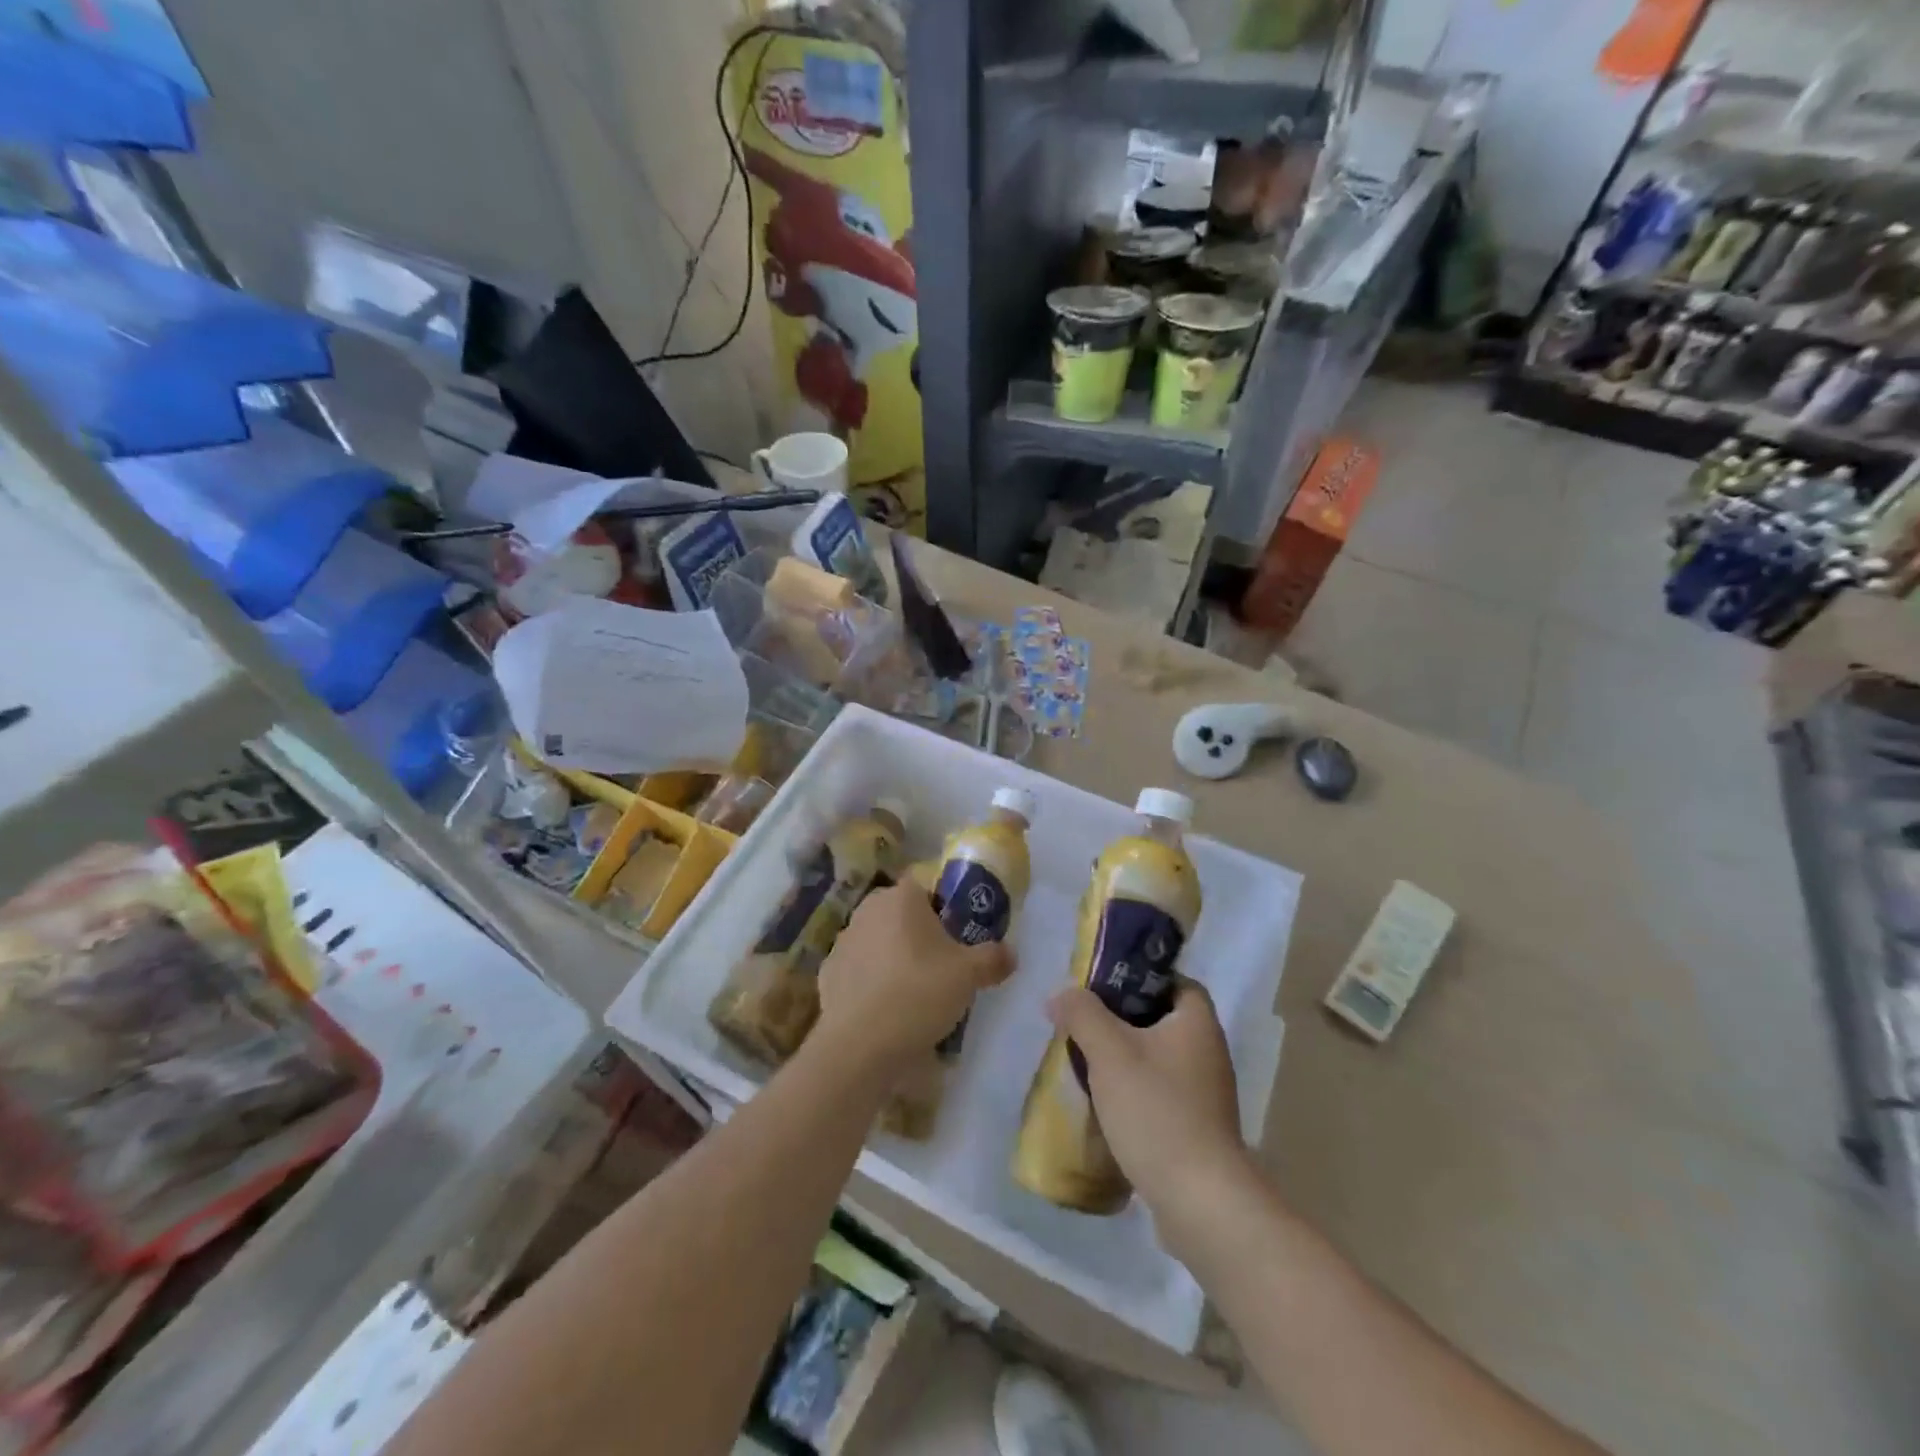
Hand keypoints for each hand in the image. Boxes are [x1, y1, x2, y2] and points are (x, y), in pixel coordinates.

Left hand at [815, 881, 1012, 1076]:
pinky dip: (873, 983)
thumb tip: (1010, 954)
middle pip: (903, 915)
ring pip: (881, 941)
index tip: (959, 938)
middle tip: (943, 968)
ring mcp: (843, 940)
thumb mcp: (969, 975)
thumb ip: (993, 958)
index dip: (947, 909)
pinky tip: (887, 1011)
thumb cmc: (918, 993)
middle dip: (921, 935)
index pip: (928, 887)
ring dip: (896, 958)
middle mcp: (868, 909)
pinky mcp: (828, 972)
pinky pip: (861, 970)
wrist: (858, 1044)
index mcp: (902, 897)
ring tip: (915, 995)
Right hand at [1047, 980, 1252, 1217]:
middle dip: (1121, 1020)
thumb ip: (1082, 1014)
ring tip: (1084, 1061)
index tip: (1102, 985)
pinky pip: (1160, 1093)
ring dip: (1124, 1058)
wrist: (1200, 1201)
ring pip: (1157, 1058)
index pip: (1173, 981)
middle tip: (1083, 1022)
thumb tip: (1062, 995)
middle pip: (1160, 1019)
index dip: (1139, 976)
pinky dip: (1134, 1092)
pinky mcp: (1196, 1128)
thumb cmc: (1157, 1111)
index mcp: (1197, 1022)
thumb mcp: (1110, 1052)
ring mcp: (1205, 1094)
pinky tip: (1104, 1104)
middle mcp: (1208, 1052)